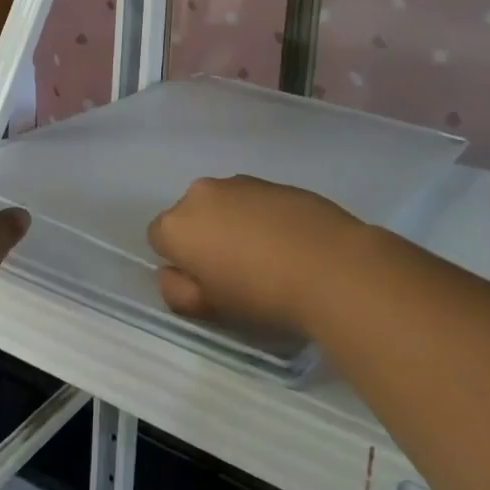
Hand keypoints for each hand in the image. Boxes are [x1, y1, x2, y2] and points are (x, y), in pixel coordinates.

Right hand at [147, 175, 369, 335]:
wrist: (331, 265)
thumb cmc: (261, 294)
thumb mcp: (210, 309)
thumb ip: (178, 291)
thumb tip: (171, 274)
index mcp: (178, 224)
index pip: (159, 239)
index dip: (179, 262)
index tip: (205, 283)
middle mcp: (201, 193)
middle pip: (190, 216)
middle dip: (204, 238)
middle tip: (234, 272)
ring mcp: (239, 182)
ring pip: (222, 205)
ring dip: (232, 225)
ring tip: (266, 257)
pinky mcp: (273, 181)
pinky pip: (253, 201)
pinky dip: (260, 217)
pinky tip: (287, 242)